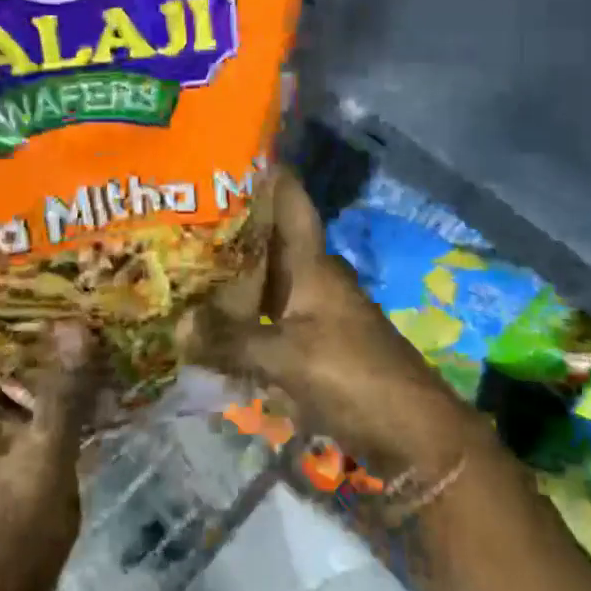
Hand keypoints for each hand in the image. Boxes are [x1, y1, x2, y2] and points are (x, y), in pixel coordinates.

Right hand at [185, 170, 478, 476]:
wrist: (412, 435)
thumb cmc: (354, 377)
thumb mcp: (289, 357)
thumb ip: (232, 340)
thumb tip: (178, 326)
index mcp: (315, 264)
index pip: (290, 203)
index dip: (266, 176)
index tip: (226, 155)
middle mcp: (313, 279)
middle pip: (269, 244)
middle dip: (229, 230)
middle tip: (178, 217)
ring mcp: (314, 314)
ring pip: (265, 283)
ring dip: (231, 278)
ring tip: (181, 265)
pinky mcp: (312, 347)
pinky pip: (267, 321)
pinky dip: (241, 319)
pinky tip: (208, 324)